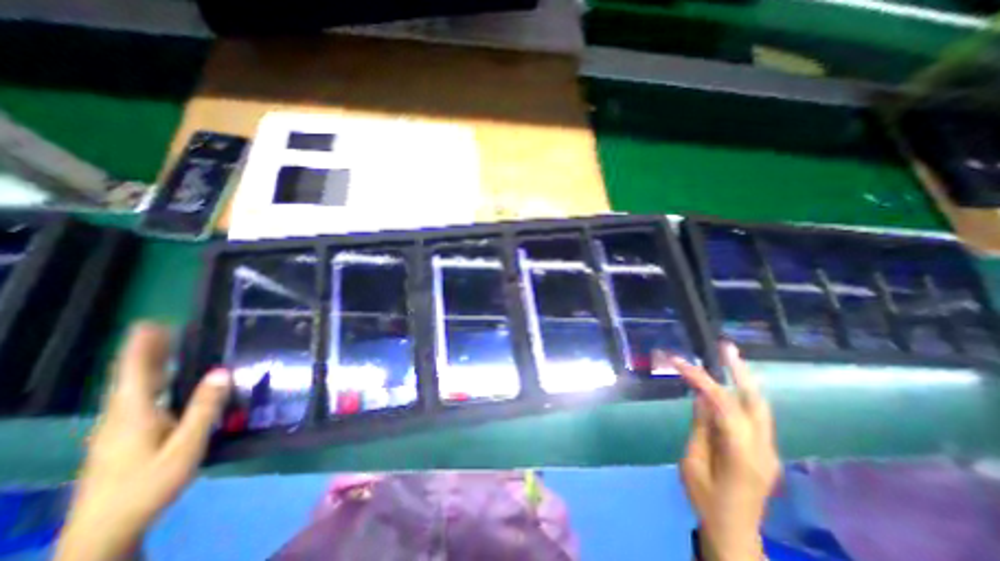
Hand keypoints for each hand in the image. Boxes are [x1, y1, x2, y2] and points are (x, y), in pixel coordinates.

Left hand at [54, 324, 231, 559]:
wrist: (103, 532)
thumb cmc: (149, 486)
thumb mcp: (186, 447)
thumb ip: (204, 409)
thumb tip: (221, 371)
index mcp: (134, 415)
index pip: (136, 373)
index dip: (143, 348)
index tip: (151, 323)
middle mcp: (119, 417)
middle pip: (131, 378)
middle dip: (145, 351)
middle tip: (161, 327)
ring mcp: (115, 430)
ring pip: (130, 389)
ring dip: (146, 365)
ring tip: (162, 347)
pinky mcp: (119, 439)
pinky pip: (135, 399)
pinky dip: (147, 381)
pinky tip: (160, 383)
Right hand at [659, 345, 779, 557]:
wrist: (734, 533)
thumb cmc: (705, 500)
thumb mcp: (692, 462)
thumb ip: (701, 428)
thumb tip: (701, 397)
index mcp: (741, 454)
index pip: (723, 405)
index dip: (702, 381)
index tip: (680, 363)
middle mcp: (763, 449)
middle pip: (755, 402)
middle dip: (739, 371)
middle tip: (726, 347)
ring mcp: (770, 451)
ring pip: (760, 407)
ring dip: (743, 380)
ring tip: (728, 357)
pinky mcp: (766, 452)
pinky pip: (755, 416)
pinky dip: (741, 395)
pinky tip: (729, 385)